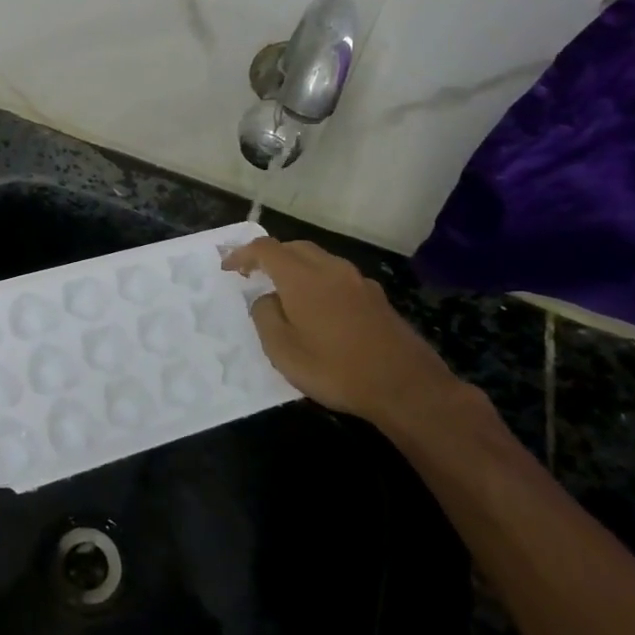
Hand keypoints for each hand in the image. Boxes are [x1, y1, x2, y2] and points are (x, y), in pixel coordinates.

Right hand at [222, 237, 460, 432]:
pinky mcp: (377, 298)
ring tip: (286, 293)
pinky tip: (322, 310)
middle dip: (271, 257)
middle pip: (295, 247)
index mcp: (302, 277)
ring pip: (320, 260)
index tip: (229, 268)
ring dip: (298, 268)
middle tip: (255, 276)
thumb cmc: (335, 368)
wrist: (406, 386)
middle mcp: (330, 269)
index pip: (266, 249)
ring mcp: (358, 282)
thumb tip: (267, 299)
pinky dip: (321, 282)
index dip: (243, 254)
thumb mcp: (283, 350)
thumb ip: (265, 316)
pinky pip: (339, 278)